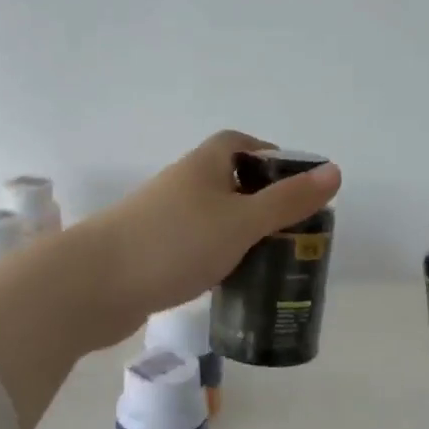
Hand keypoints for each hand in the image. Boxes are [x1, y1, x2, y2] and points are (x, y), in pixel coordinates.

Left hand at [68, 130, 340, 346]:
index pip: (243, 144)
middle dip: (263, 204)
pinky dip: (218, 258)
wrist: (93, 284)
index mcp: (205, 164)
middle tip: (294, 232)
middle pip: (232, 183)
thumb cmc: (174, 243)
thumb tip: (334, 171)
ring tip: (271, 261)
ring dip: (241, 235)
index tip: (299, 188)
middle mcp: (184, 183)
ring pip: (215, 219)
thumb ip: (287, 201)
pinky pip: (197, 247)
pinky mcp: (153, 252)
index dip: (273, 158)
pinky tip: (231, 281)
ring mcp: (165, 219)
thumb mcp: (241, 221)